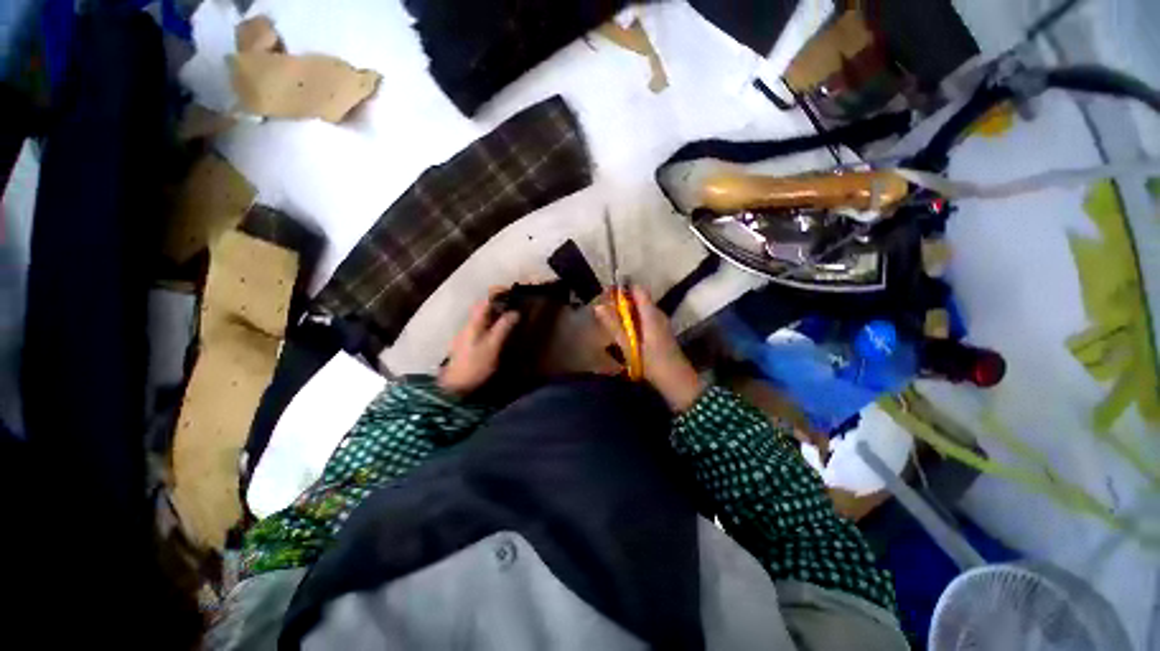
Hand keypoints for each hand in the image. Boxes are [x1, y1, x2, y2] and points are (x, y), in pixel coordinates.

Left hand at [439, 292, 519, 395]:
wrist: (454, 387)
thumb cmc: (474, 365)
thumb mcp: (492, 346)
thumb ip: (503, 328)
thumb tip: (515, 312)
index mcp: (473, 322)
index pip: (485, 300)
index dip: (497, 293)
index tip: (513, 292)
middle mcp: (468, 324)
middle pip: (483, 307)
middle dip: (499, 302)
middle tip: (516, 305)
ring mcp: (467, 334)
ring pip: (483, 317)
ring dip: (497, 313)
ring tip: (512, 316)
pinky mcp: (468, 343)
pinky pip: (482, 326)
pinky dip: (493, 323)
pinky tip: (501, 331)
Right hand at [594, 285, 702, 411]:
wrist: (677, 381)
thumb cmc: (652, 363)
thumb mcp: (629, 345)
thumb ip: (614, 325)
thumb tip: (598, 306)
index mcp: (651, 313)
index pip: (637, 289)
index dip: (621, 289)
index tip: (606, 294)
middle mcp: (658, 313)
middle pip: (639, 298)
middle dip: (621, 301)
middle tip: (604, 309)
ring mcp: (661, 323)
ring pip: (641, 309)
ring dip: (626, 312)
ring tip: (610, 320)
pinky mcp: (661, 332)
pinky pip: (645, 319)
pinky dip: (633, 320)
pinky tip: (624, 332)